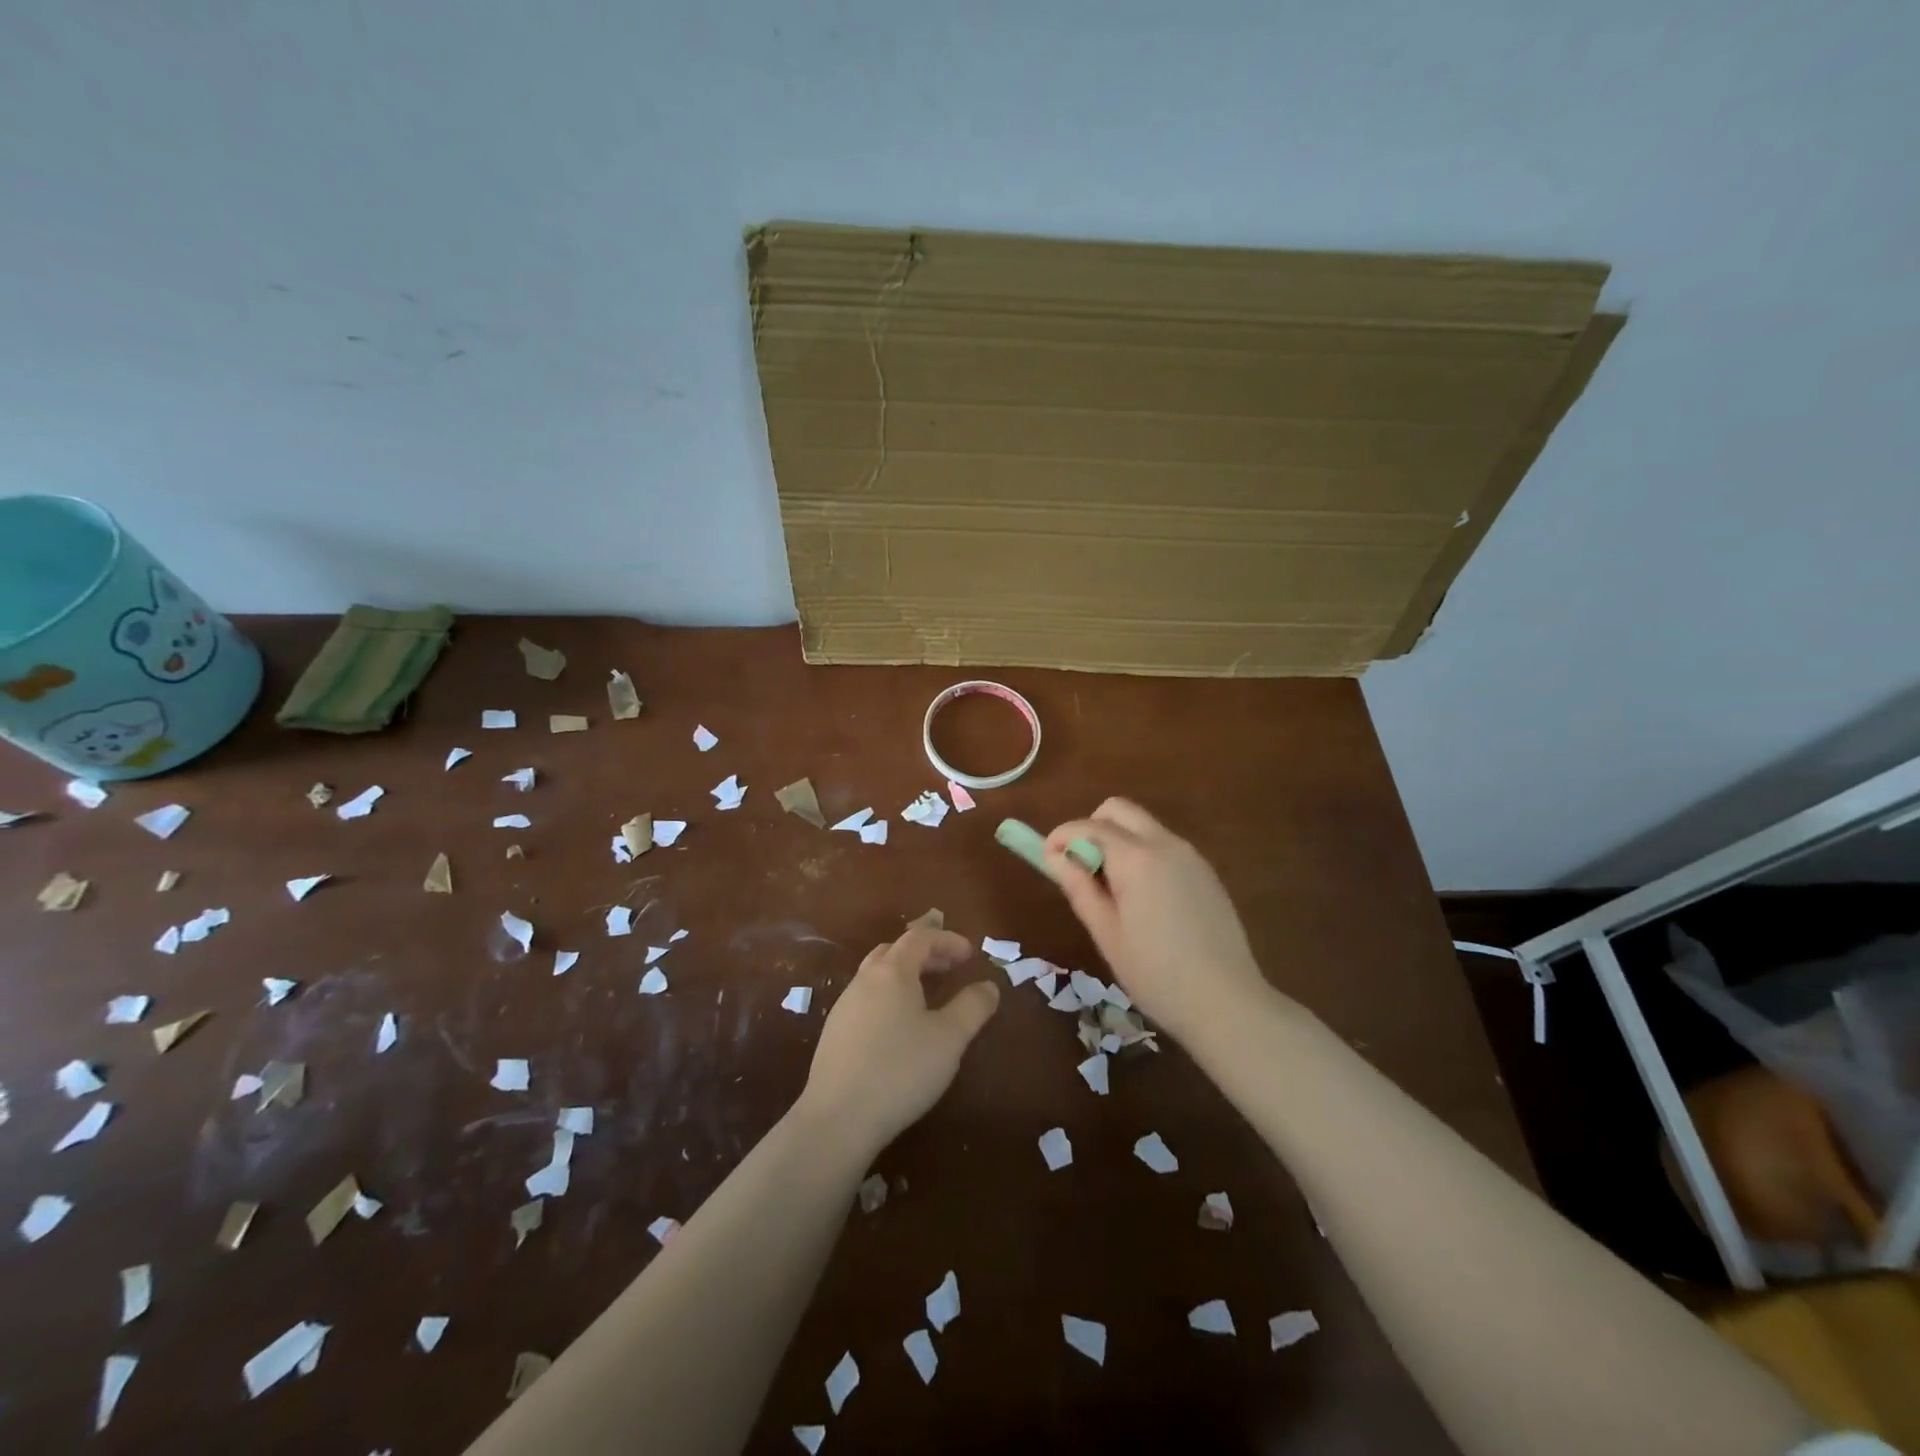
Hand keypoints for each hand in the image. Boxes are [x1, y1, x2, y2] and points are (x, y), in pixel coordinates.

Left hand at [799, 927, 1000, 1155]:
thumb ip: (973, 1007)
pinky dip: (889, 996)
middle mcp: (864, 980)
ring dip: (905, 975)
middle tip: (951, 969)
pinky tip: (899, 1027)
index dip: (947, 940)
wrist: (838, 1119)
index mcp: (891, 972)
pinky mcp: (834, 1033)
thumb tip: (988, 985)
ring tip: (927, 996)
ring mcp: (844, 1006)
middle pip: (895, 950)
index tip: (970, 954)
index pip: (920, 938)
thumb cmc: (900, 1070)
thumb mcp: (949, 1038)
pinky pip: (866, 999)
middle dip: (925, 953)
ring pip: (877, 975)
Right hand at [1046, 798, 1272, 1042]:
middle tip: (1082, 868)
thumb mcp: (1106, 933)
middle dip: (1091, 827)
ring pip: (1143, 826)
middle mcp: (1165, 844)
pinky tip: (1145, 901)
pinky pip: (1164, 846)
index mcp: (1136, 858)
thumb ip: (1078, 886)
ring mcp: (1190, 855)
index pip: (1088, 826)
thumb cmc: (1156, 974)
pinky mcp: (1206, 872)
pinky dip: (1142, 855)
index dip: (1061, 836)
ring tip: (1112, 891)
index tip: (1047, 858)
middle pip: (1118, 810)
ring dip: (1118, 841)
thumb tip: (1053, 855)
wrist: (1227, 1003)